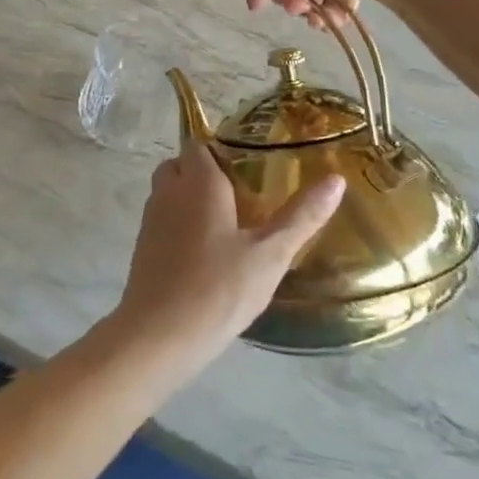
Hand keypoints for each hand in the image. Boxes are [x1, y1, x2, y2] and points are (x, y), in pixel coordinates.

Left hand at [112, 142, 344, 364]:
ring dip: (192, 199)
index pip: (200, 143)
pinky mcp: (143, 246)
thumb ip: (302, 216)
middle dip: (206, 174)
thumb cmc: (218, 288)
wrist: (159, 335)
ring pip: (170, 192)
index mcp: (198, 181)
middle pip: (182, 165)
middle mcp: (169, 190)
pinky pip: (164, 219)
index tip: (251, 169)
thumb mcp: (270, 254)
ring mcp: (151, 218)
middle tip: (242, 197)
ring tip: (229, 226)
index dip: (221, 150)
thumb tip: (336, 179)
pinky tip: (206, 255)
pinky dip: (180, 225)